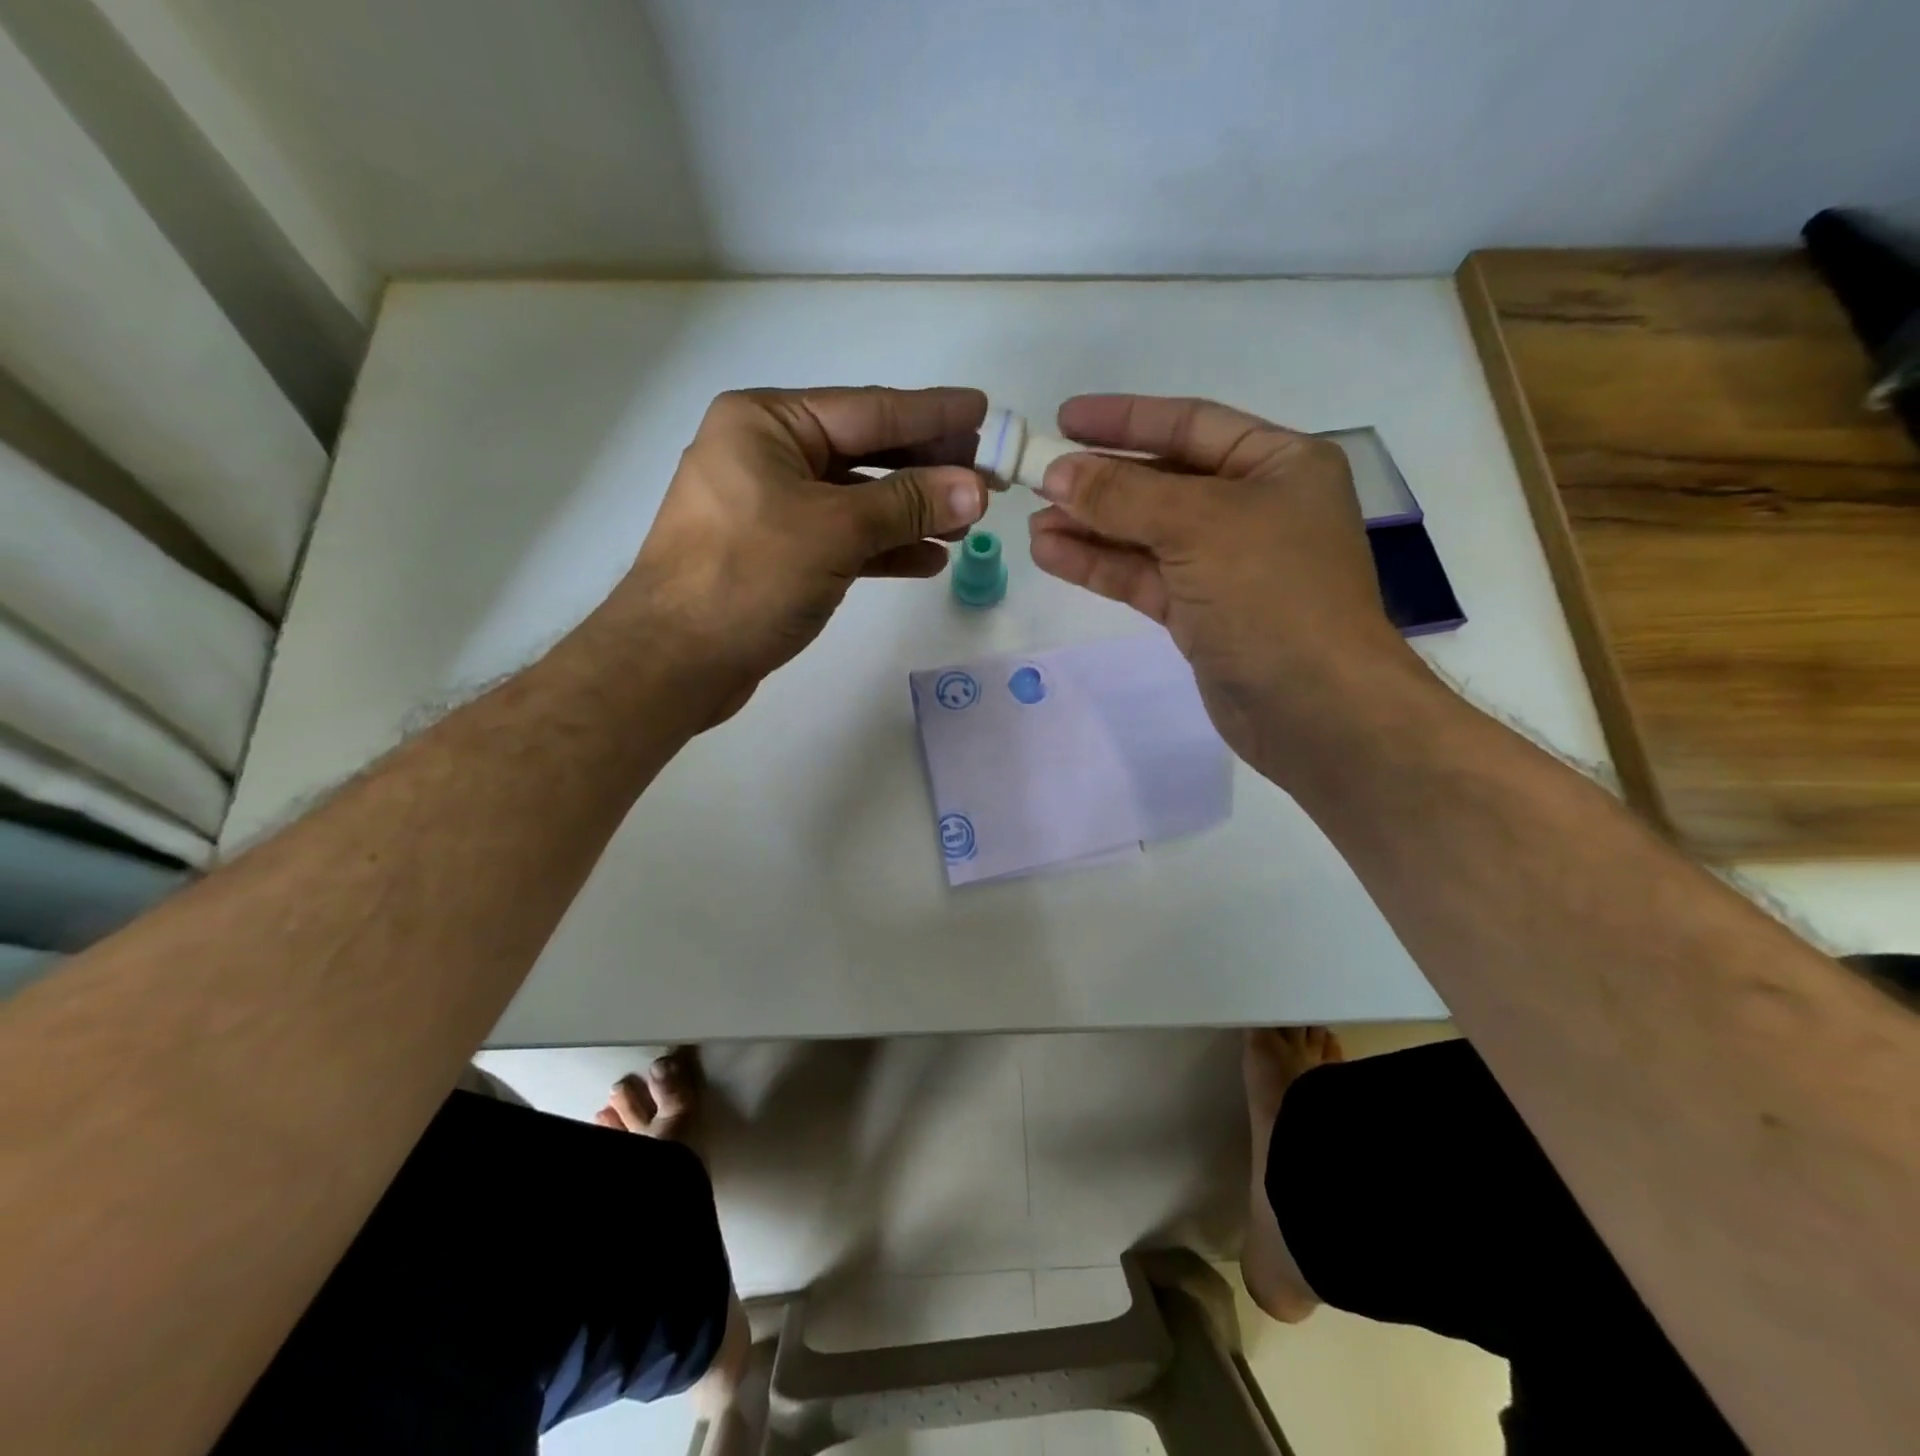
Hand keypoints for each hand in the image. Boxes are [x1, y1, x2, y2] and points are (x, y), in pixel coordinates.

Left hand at [608, 386, 988, 720]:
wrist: (674, 662)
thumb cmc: (746, 578)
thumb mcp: (834, 531)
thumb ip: (907, 505)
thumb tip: (975, 487)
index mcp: (768, 424)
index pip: (869, 410)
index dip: (932, 414)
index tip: (985, 412)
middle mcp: (767, 455)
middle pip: (866, 453)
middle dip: (928, 467)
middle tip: (989, 473)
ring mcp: (771, 508)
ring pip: (858, 500)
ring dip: (912, 512)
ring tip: (969, 522)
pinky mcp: (778, 555)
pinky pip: (843, 539)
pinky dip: (884, 548)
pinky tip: (929, 558)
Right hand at [1027, 394, 1426, 775]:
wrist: (1314, 708)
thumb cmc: (1273, 595)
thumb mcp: (1199, 526)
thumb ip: (1124, 495)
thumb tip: (1058, 473)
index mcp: (1277, 464)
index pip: (1190, 424)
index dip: (1125, 420)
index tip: (1064, 419)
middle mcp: (1253, 507)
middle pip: (1163, 480)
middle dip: (1100, 481)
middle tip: (1037, 478)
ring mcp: (1225, 564)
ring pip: (1146, 534)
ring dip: (1091, 527)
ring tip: (1034, 522)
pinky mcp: (1201, 612)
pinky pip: (1143, 576)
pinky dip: (1100, 565)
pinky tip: (1051, 554)